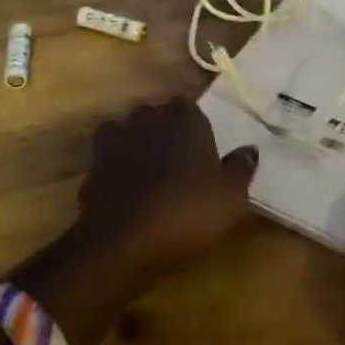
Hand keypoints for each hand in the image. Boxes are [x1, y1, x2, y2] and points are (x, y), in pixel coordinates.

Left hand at [73, 96, 259, 288]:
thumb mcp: (231, 198)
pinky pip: (107, 149)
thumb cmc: (187, 213)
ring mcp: (119, 138)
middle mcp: (151, 119)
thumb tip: (250, 148)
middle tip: (176, 153)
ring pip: (129, 126)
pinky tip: (123, 176)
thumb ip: (241, 169)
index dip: (192, 121)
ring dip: (136, 138)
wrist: (124, 240)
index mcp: (187, 120)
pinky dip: (114, 158)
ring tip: (147, 162)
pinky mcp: (94, 161)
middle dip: (164, 125)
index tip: (199, 140)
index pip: (189, 104)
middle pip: (157, 112)